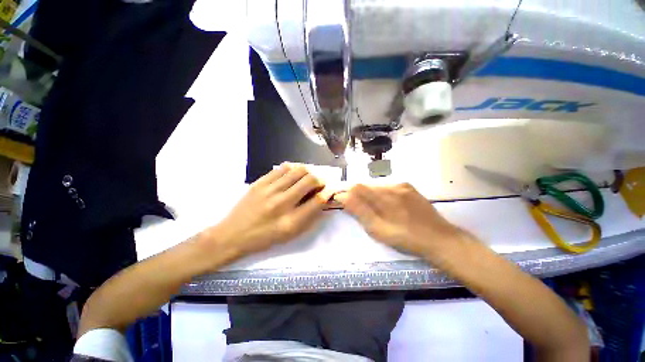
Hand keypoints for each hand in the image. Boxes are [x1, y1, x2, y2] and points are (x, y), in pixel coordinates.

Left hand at [209, 163, 333, 256]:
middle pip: (310, 180)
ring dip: (308, 172)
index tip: (330, 190)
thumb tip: (323, 200)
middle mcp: (282, 203)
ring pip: (298, 170)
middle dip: (321, 179)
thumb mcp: (291, 235)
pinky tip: (293, 174)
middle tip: (320, 183)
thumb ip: (310, 217)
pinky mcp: (260, 182)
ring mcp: (270, 190)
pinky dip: (293, 169)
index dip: (328, 192)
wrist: (232, 235)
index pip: (318, 200)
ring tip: (307, 178)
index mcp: (291, 221)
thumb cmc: (265, 238)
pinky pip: (283, 167)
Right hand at [335, 183, 464, 256]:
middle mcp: (391, 186)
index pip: (357, 188)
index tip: (342, 202)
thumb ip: (360, 211)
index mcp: (383, 197)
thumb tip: (342, 196)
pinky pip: (388, 187)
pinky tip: (388, 206)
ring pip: (376, 186)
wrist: (439, 239)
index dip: (347, 194)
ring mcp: (402, 185)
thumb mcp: (379, 230)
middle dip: (358, 196)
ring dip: (370, 195)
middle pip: (366, 186)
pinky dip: (381, 194)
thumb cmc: (406, 239)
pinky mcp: (409, 187)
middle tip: (359, 210)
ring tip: (375, 210)